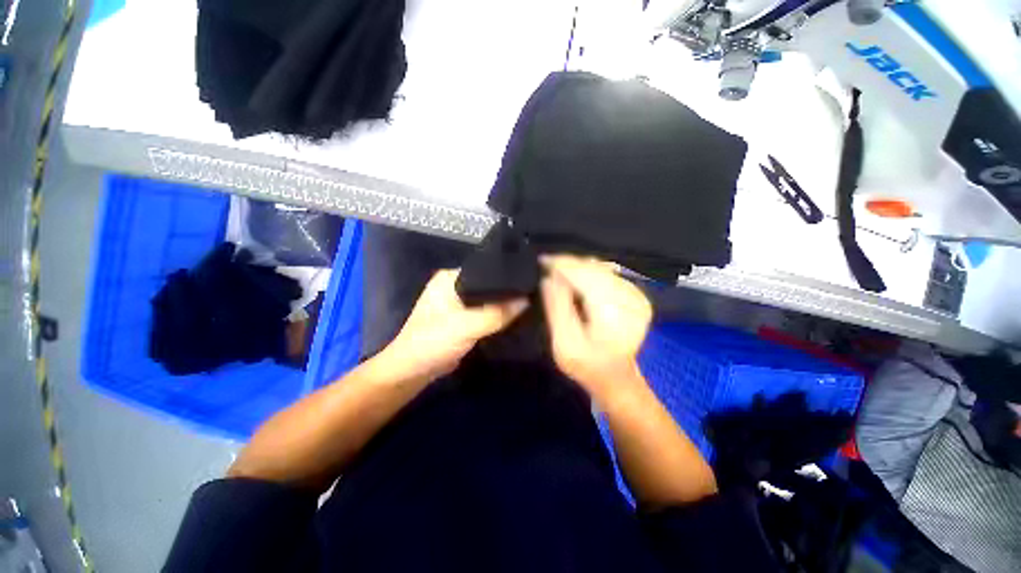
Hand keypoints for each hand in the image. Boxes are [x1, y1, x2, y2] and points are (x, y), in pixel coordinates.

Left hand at [384, 269, 527, 378]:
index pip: (485, 269)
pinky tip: (516, 317)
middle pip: (488, 285)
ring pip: (488, 300)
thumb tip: (526, 300)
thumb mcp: (465, 326)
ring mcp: (459, 304)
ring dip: (503, 305)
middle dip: (507, 291)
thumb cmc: (432, 342)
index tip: (530, 279)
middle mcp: (455, 286)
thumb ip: (496, 313)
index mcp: (450, 278)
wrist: (412, 373)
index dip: (506, 275)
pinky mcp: (464, 320)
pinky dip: (497, 316)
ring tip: (530, 302)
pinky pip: (485, 314)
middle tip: (533, 292)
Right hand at [540, 255, 652, 402]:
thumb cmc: (586, 365)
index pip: (585, 275)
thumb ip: (557, 308)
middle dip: (569, 264)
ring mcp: (637, 296)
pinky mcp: (637, 295)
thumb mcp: (563, 343)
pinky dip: (590, 273)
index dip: (562, 265)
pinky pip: (609, 275)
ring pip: (602, 269)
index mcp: (613, 312)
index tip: (542, 260)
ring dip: (579, 268)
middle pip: (595, 269)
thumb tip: (549, 277)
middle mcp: (631, 298)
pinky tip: (577, 279)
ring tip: (559, 272)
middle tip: (547, 265)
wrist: (615, 377)